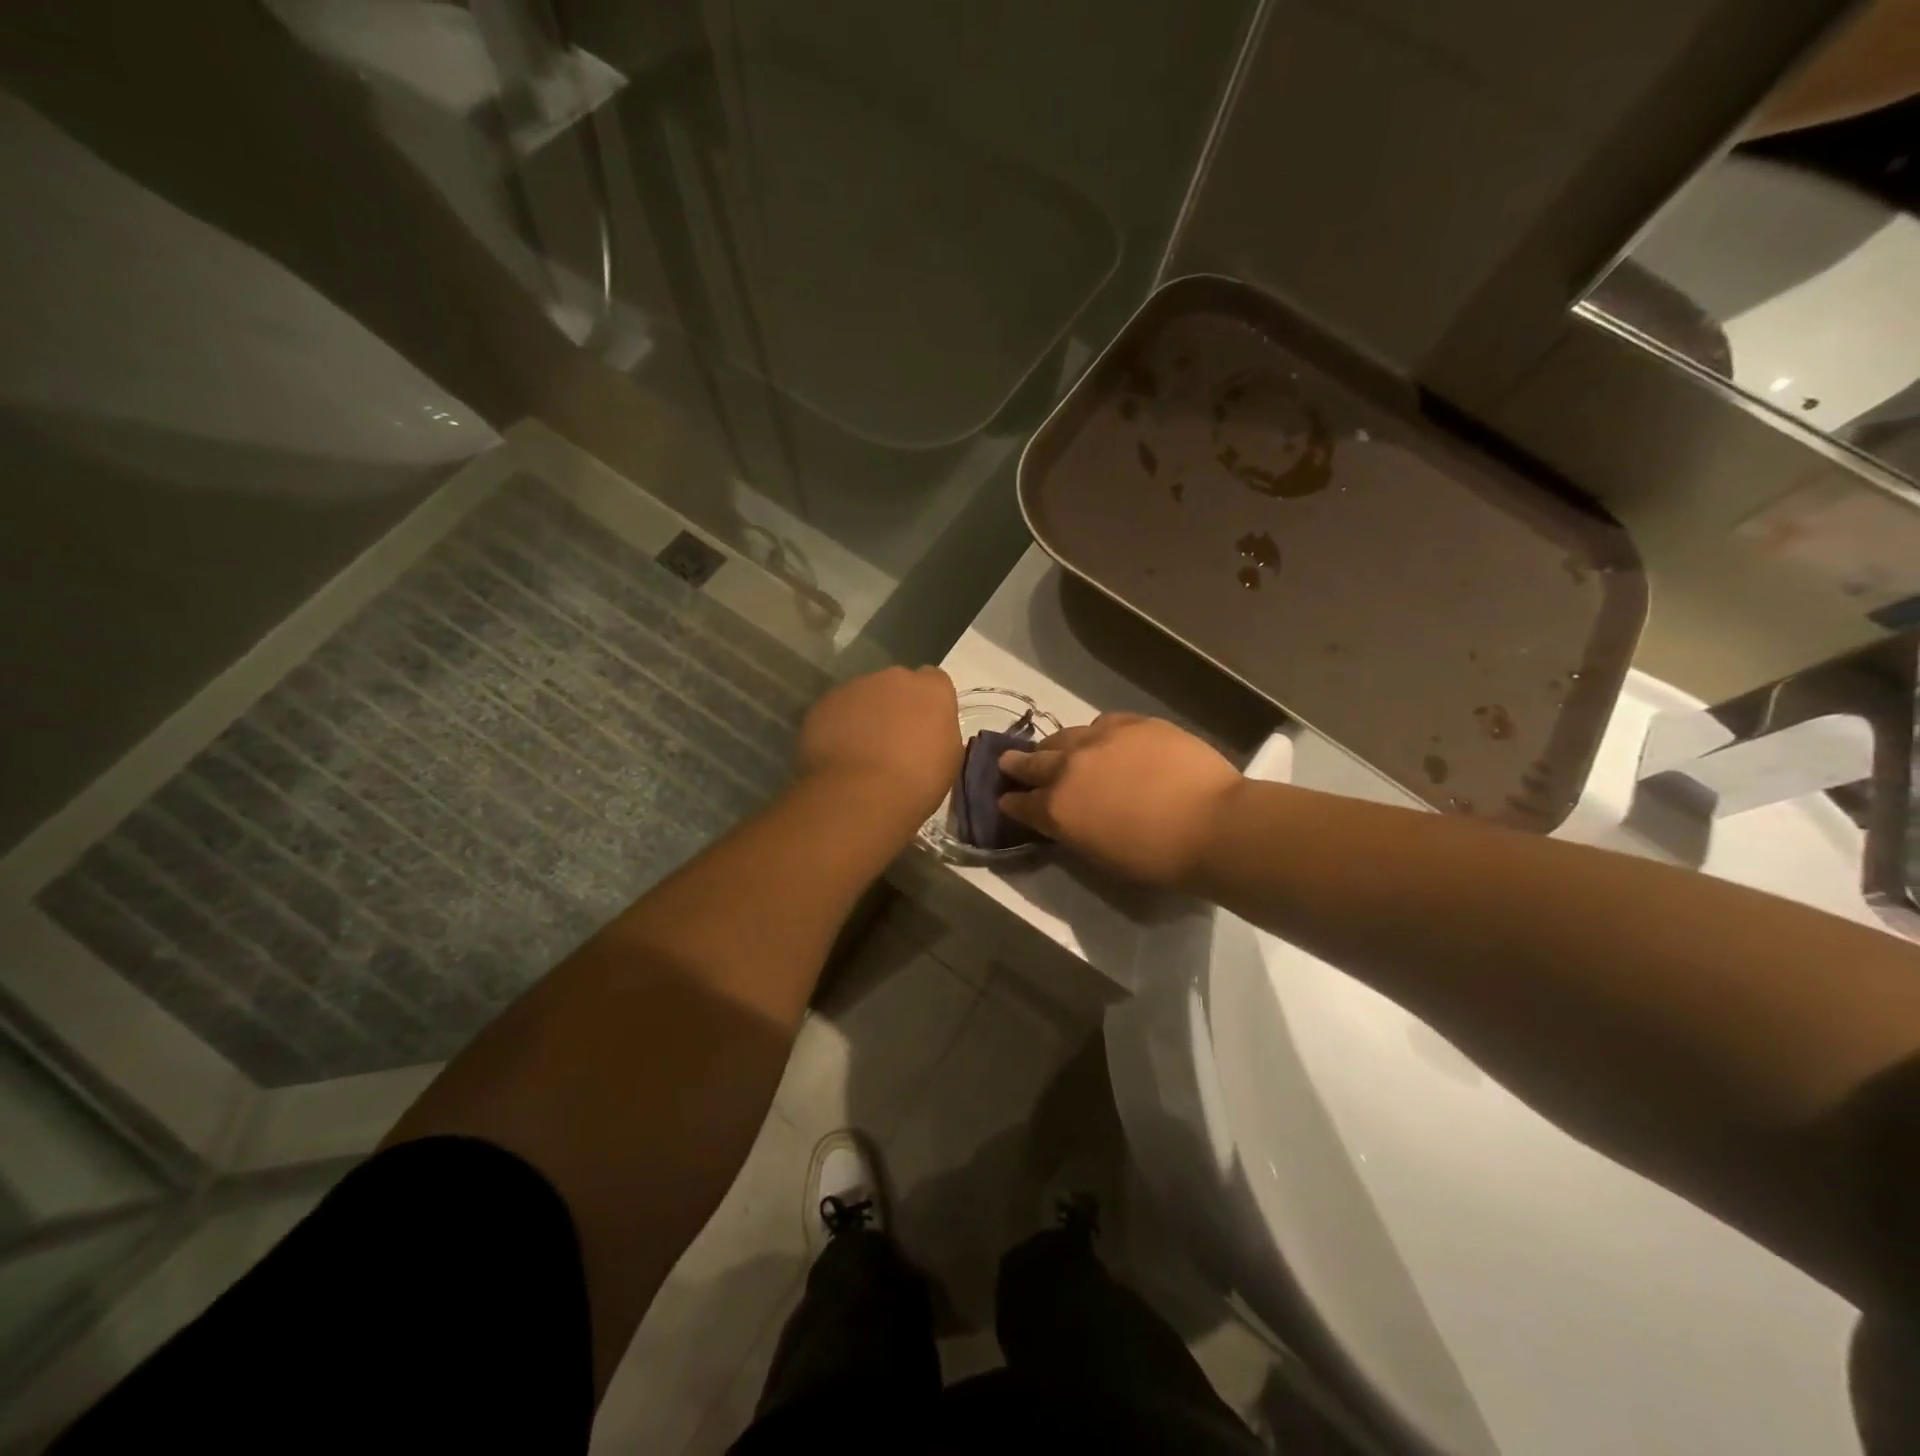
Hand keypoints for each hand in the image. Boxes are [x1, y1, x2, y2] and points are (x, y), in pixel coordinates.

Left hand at [798, 666, 960, 821]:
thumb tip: (927, 730)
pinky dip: (838, 727)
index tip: (925, 727)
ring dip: (865, 716)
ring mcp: (855, 687)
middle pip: (897, 685)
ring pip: (864, 696)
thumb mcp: (948, 759)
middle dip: (896, 706)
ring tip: (861, 752)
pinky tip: (839, 755)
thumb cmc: (917, 782)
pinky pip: (836, 711)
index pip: (934, 681)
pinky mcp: (824, 703)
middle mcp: (895, 678)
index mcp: (932, 690)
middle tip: (893, 741)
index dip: (929, 703)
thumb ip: (940, 732)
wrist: (860, 794)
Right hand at [999, 713, 1243, 889]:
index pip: (1020, 804)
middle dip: (1018, 765)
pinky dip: (1096, 734)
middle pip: (1032, 762)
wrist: (1212, 824)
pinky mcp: (1132, 723)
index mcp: (1058, 809)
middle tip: (1010, 763)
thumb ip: (1074, 831)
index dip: (1011, 803)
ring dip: (1056, 746)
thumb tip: (1066, 817)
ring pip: (1065, 736)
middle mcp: (1069, 768)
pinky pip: (1103, 723)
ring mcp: (1100, 739)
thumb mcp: (1100, 856)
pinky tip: (1104, 739)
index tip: (1006, 800)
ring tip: (1058, 750)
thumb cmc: (1157, 858)